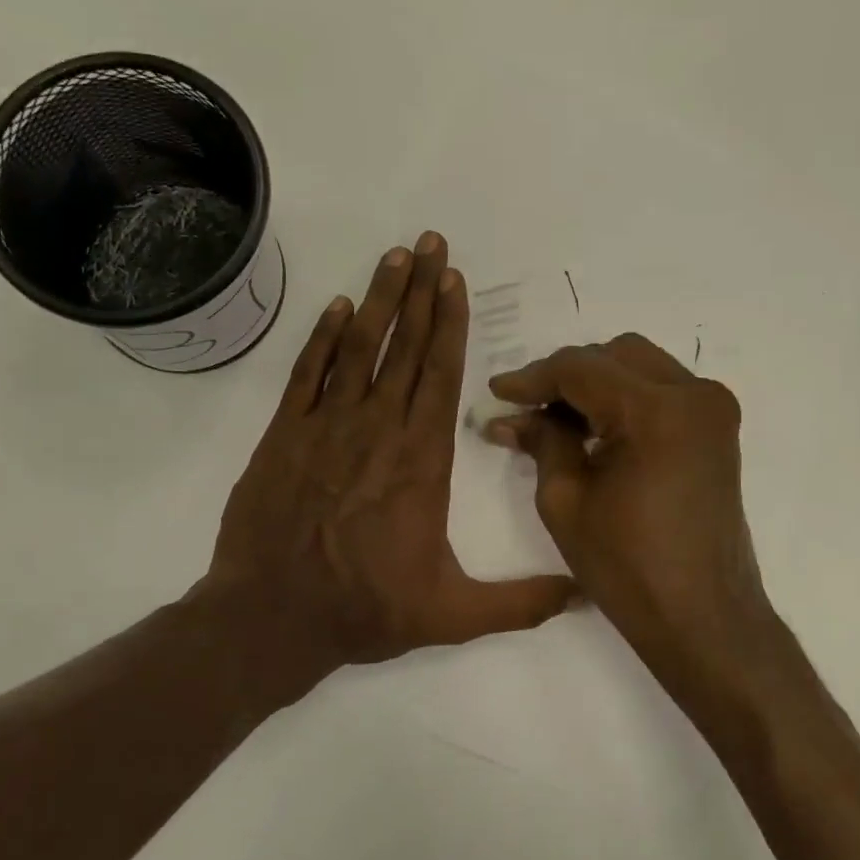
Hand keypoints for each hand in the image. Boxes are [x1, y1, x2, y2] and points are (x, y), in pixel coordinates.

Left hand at [201, 233, 576, 696]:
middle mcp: (377, 429)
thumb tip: (586, 595)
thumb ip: (522, 603)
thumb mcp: (453, 615)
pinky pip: (306, 373)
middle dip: (421, 291)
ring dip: (377, 299)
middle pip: (405, 347)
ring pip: (358, 348)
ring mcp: (325, 427)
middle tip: (430, 241)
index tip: (454, 279)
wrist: (272, 617)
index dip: (450, 324)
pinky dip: (321, 337)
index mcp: (420, 461)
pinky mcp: (282, 435)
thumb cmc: (365, 611)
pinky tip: (335, 307)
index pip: (441, 375)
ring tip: (394, 256)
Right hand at [485, 335, 776, 717]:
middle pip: (613, 355)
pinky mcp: (717, 429)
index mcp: (657, 410)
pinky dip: (624, 399)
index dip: (532, 378)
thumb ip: (542, 442)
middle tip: (527, 409)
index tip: (497, 392)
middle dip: (565, 376)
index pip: (580, 368)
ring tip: (555, 422)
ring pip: (639, 367)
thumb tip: (510, 417)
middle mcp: (694, 394)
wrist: (703, 618)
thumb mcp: (565, 501)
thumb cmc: (627, 568)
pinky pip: (661, 391)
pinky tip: (594, 429)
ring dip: (595, 385)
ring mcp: (713, 409)